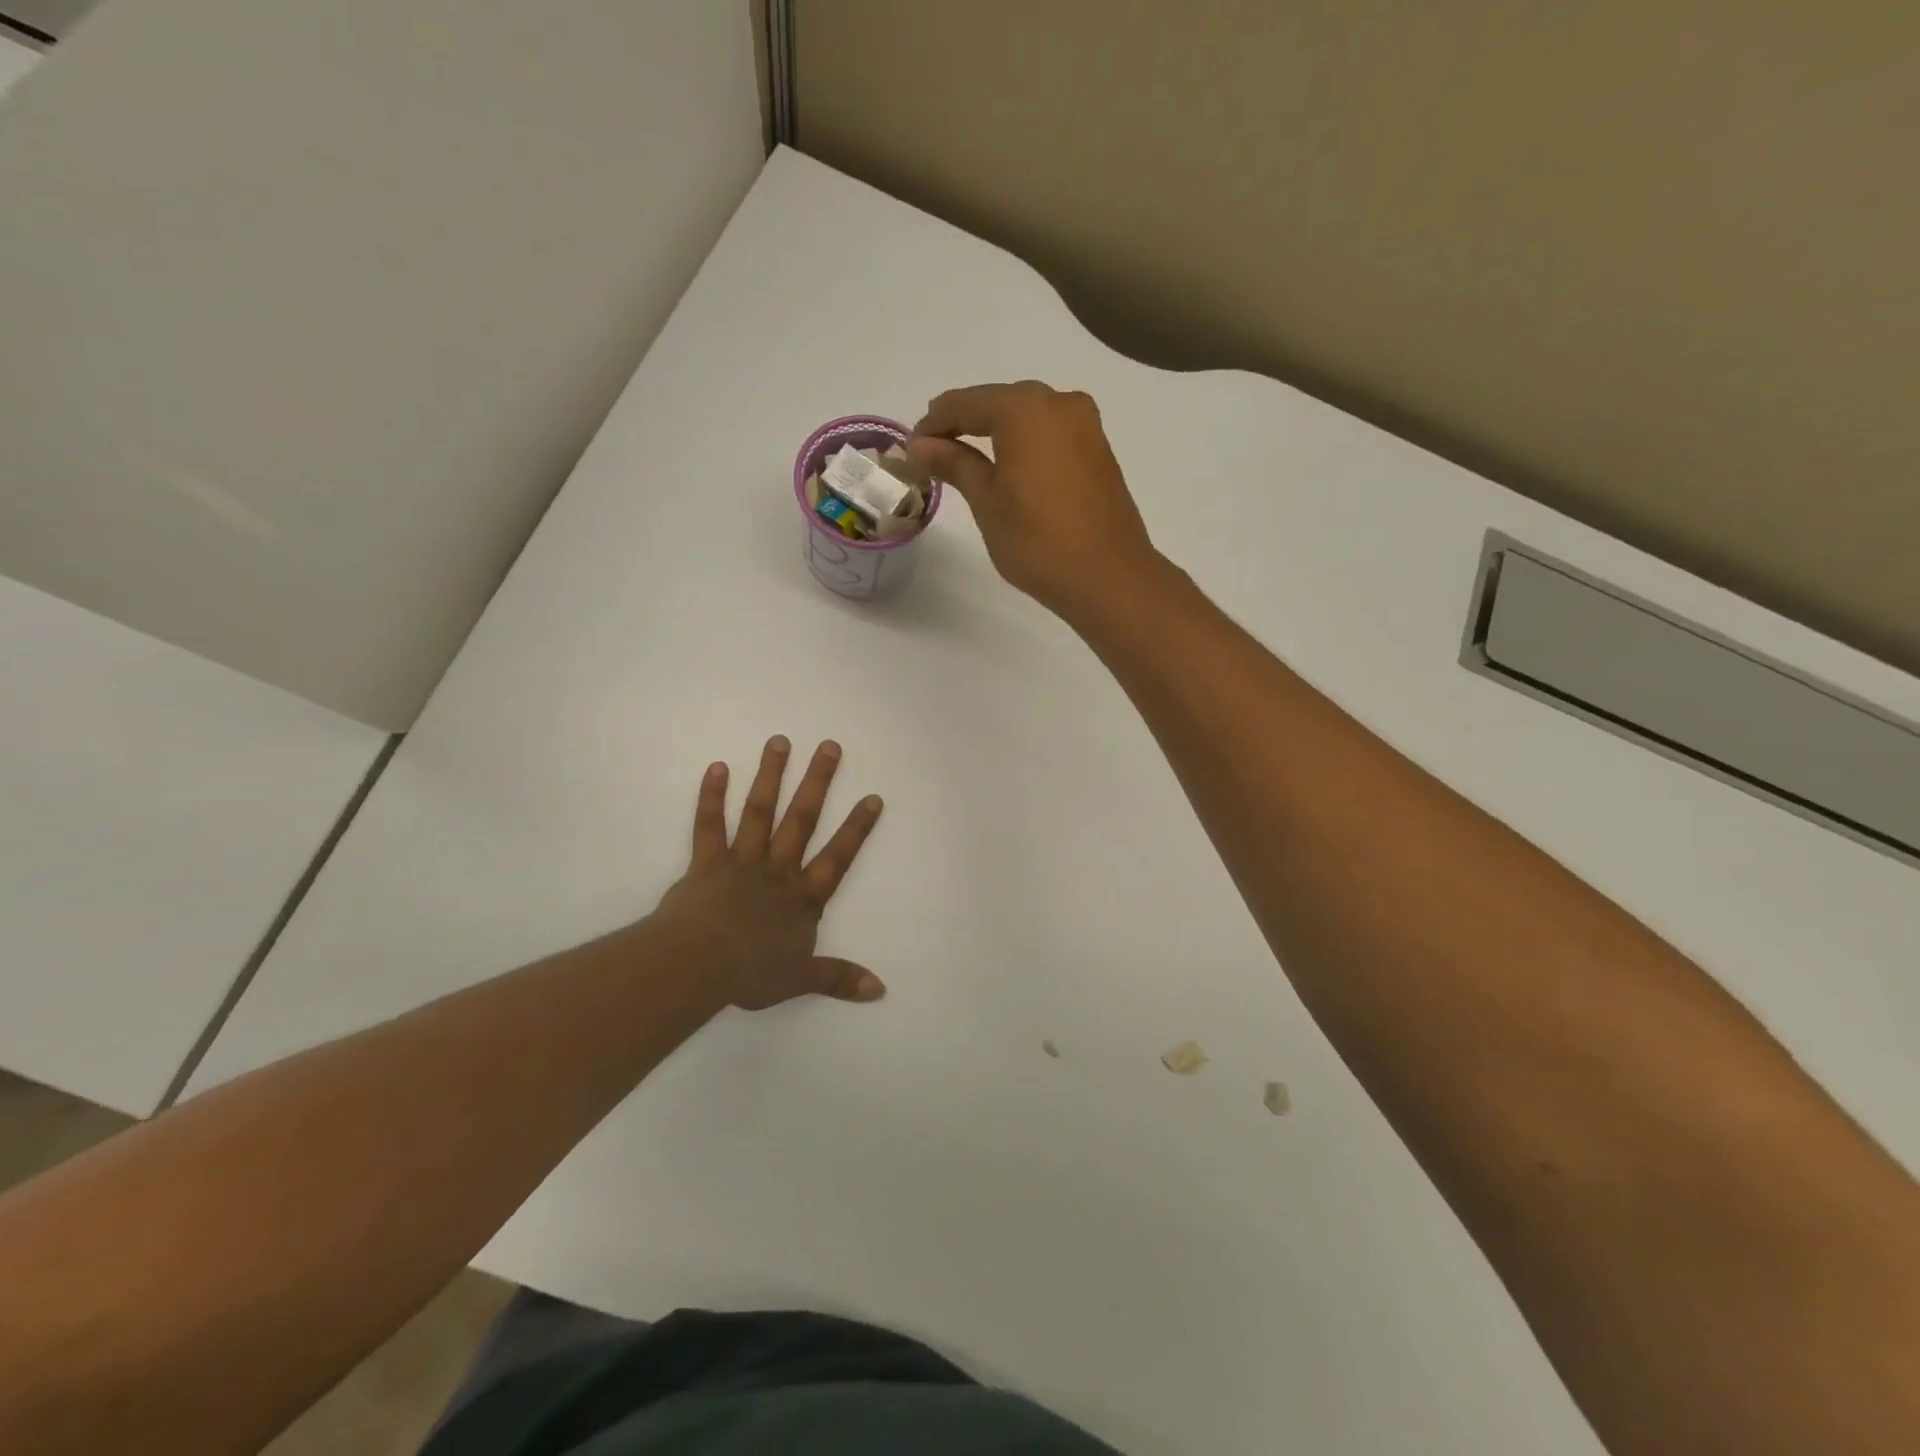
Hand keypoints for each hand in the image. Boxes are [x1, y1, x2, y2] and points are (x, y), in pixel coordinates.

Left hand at [653, 736, 885, 1010]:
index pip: (838, 857)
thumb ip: (839, 978)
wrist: (698, 964)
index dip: (856, 829)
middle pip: (801, 820)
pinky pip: (709, 825)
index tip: (872, 797)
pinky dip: (712, 796)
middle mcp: (777, 870)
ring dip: (770, 776)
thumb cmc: (751, 972)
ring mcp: (741, 861)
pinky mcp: (706, 862)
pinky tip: (718, 766)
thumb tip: (881, 990)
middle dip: (817, 783)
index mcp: (802, 897)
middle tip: (829, 746)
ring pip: (759, 812)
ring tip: (779, 741)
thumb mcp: (801, 980)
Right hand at [908, 381, 1159, 617]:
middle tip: (935, 454)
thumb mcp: (987, 501)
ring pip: (1027, 417)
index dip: (933, 424)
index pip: (964, 403)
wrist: (1108, 577)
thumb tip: (921, 444)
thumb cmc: (1037, 541)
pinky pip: (1050, 434)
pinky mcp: (1099, 450)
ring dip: (995, 433)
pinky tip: (1009, 469)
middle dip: (964, 424)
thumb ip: (954, 463)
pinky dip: (1024, 444)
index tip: (911, 450)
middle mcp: (1059, 402)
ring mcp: (1085, 425)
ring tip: (967, 463)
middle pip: (998, 403)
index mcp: (1025, 408)